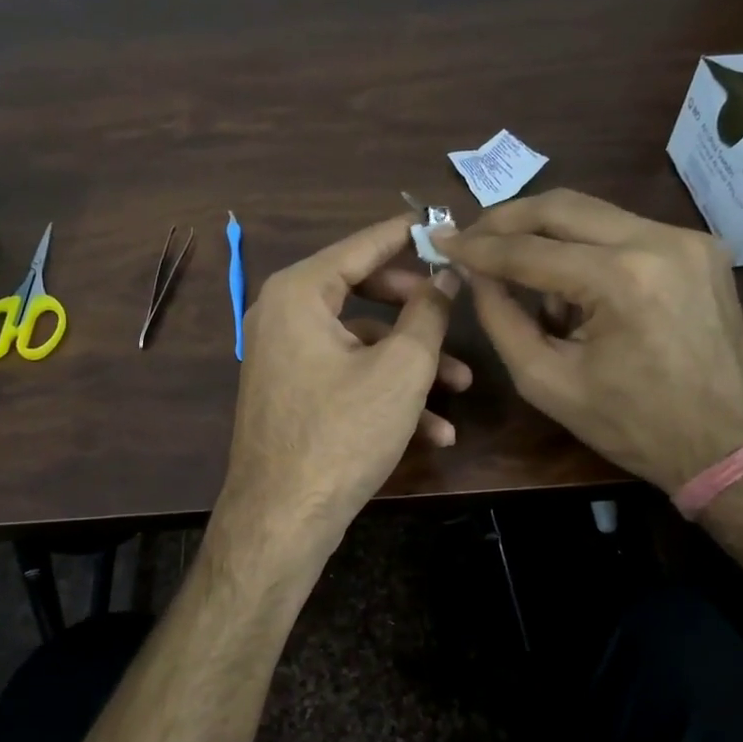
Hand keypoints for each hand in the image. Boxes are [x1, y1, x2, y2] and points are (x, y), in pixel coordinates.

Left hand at [218, 215, 470, 560]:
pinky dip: (385, 393)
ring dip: (411, 363)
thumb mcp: (401, 368)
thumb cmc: (343, 432)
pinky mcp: (292, 393)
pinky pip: (344, 375)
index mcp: (299, 293)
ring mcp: (283, 356)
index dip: (406, 234)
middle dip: (416, 309)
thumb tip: (445, 275)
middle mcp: (283, 315)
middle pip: (361, 291)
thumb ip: (428, 313)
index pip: (361, 245)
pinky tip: (433, 430)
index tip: (443, 221)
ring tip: (460, 387)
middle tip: (454, 309)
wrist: (282, 519)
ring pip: (360, 342)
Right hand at [434, 189, 742, 493]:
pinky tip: (572, 283)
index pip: (529, 250)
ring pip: (592, 213)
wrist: (729, 445)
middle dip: (507, 219)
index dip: (477, 246)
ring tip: (519, 272)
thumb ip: (501, 318)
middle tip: (470, 236)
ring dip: (546, 234)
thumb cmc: (630, 425)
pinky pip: (622, 230)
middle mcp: (659, 241)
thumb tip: (474, 272)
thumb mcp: (546, 381)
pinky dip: (585, 247)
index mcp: (621, 280)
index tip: (438, 240)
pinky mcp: (699, 246)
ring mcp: (687, 238)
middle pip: (562, 206)